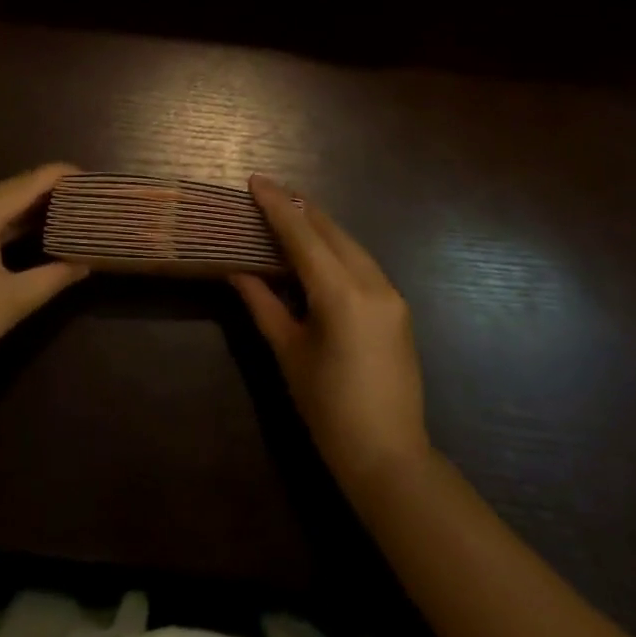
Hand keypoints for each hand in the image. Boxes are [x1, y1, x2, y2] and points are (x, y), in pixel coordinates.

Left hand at [0, 164, 86, 415]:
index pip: (32, 180)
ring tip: (63, 217)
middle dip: (48, 195)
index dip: (66, 176)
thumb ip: (55, 275)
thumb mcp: (14, 301)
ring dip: (24, 211)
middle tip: (84, 204)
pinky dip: (0, 225)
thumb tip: (87, 262)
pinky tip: (24, 236)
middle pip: (11, 189)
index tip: (95, 183)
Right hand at [235, 174, 430, 491]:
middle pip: (330, 230)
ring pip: (349, 243)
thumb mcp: (289, 353)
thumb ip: (263, 304)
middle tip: (267, 193)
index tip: (255, 181)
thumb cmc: (328, 408)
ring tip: (288, 215)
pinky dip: (336, 249)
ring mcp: (390, 293)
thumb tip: (238, 271)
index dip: (276, 205)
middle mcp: (371, 282)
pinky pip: (362, 262)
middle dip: (299, 208)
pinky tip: (317, 251)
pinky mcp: (398, 306)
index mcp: (341, 294)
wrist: (389, 456)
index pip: (302, 235)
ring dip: (319, 226)